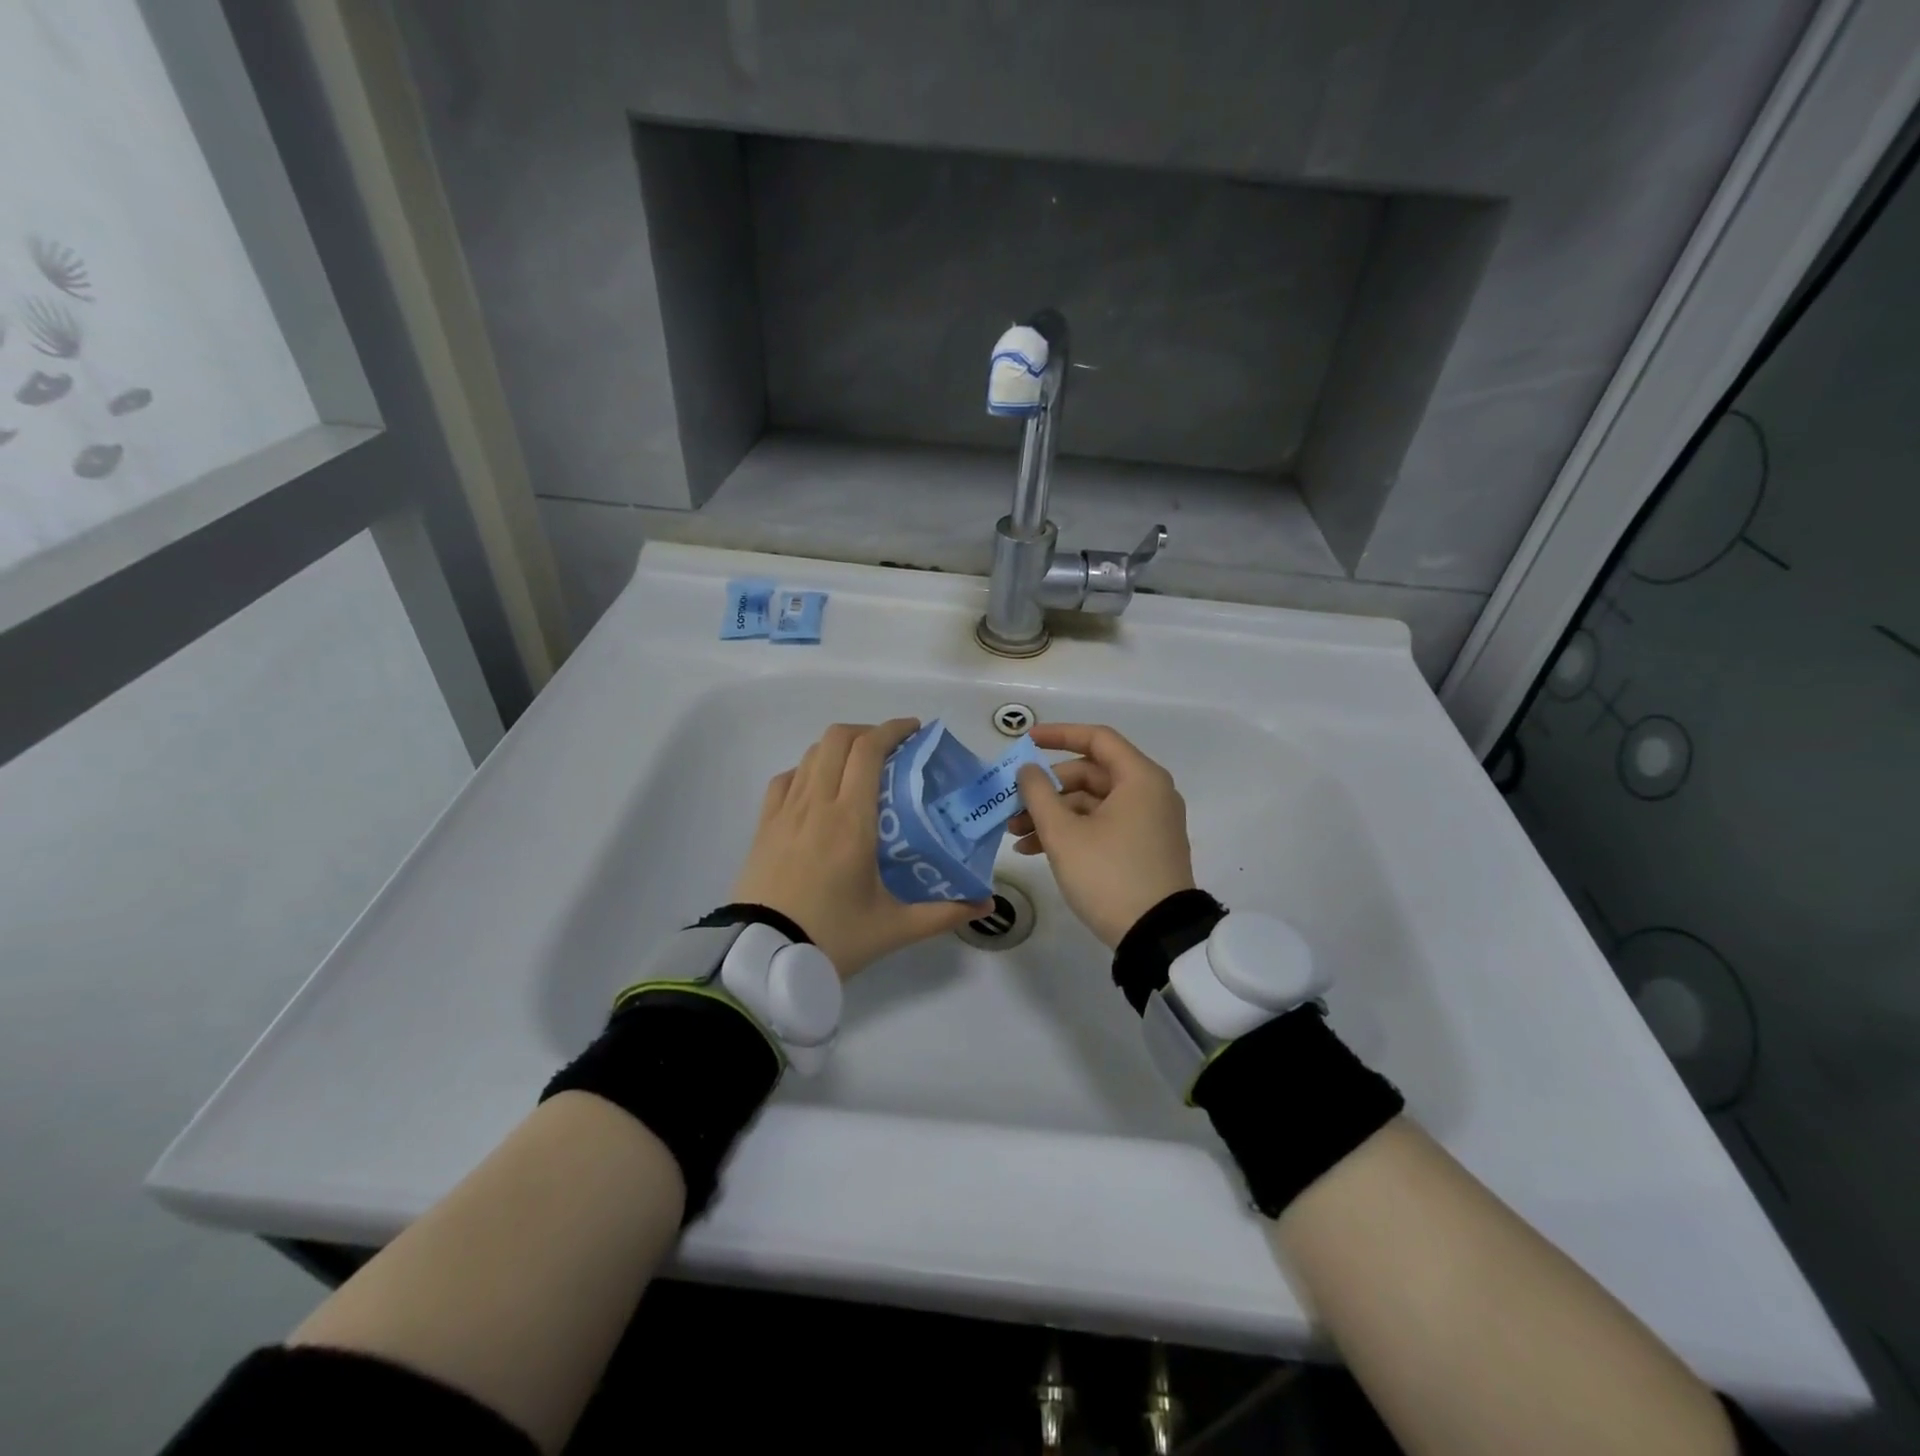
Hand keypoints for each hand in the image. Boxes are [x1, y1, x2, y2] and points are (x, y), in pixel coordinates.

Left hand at [730, 720, 991, 977]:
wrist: (761, 958)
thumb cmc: (832, 937)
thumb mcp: (894, 928)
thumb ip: (944, 913)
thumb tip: (986, 905)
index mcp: (851, 820)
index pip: (869, 750)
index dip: (893, 729)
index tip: (916, 731)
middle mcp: (817, 804)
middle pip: (838, 738)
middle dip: (868, 732)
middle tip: (893, 750)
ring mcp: (785, 812)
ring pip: (811, 754)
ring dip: (839, 748)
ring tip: (860, 768)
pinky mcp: (764, 826)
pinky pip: (786, 779)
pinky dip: (807, 770)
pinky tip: (819, 790)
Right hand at [1009, 723, 1196, 947]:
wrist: (1156, 936)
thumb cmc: (1109, 875)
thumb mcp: (1064, 834)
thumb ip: (1039, 794)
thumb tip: (1028, 770)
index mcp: (1139, 778)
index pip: (1096, 739)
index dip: (1058, 735)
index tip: (1025, 741)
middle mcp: (1149, 792)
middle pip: (1090, 774)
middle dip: (1047, 789)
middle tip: (1012, 805)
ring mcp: (1149, 822)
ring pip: (1092, 803)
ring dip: (1053, 814)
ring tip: (1016, 835)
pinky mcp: (1143, 847)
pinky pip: (1103, 825)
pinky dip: (1072, 831)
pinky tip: (1035, 850)